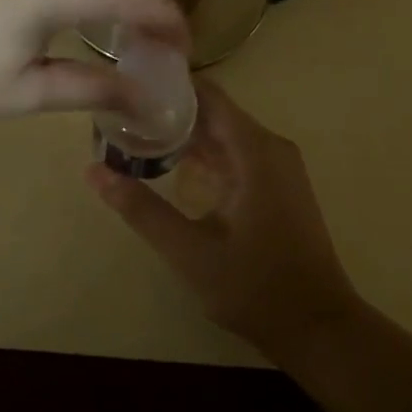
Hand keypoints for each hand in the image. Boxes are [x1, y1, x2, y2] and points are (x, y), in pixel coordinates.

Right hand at [86, 81, 362, 361]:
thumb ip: (141, 209)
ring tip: (134, 136)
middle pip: (214, 113)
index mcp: (255, 151)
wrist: (318, 327)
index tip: (127, 84)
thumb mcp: (189, 251)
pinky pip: (236, 155)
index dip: (168, 85)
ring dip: (184, 136)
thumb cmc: (255, 287)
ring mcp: (278, 167)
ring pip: (224, 135)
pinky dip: (204, 157)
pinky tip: (170, 167)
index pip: (208, 95)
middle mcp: (270, 148)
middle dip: (168, 112)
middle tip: (119, 115)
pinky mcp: (277, 187)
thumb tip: (93, 171)